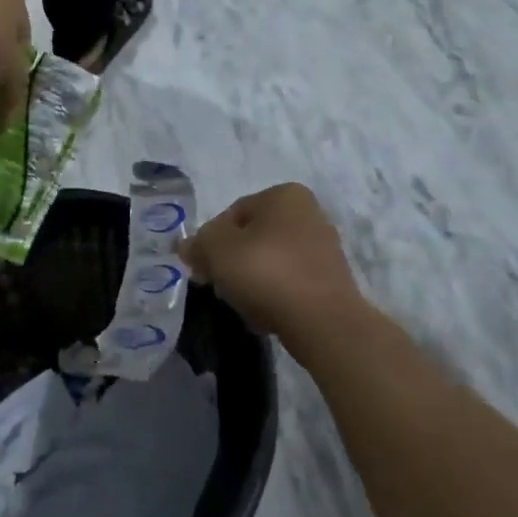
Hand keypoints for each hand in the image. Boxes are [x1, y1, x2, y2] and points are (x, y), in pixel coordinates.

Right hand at [182, 184, 366, 358]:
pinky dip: (274, 297)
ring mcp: (323, 248)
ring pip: (269, 263)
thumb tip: (186, 246)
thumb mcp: (217, 250)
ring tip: (243, 306)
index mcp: (284, 195)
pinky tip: (265, 316)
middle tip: (219, 288)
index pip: (232, 214)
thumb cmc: (266, 271)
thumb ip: (198, 243)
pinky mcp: (330, 281)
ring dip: (251, 282)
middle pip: (252, 239)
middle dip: (232, 263)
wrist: (322, 321)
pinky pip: (290, 284)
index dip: (210, 242)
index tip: (202, 269)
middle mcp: (309, 213)